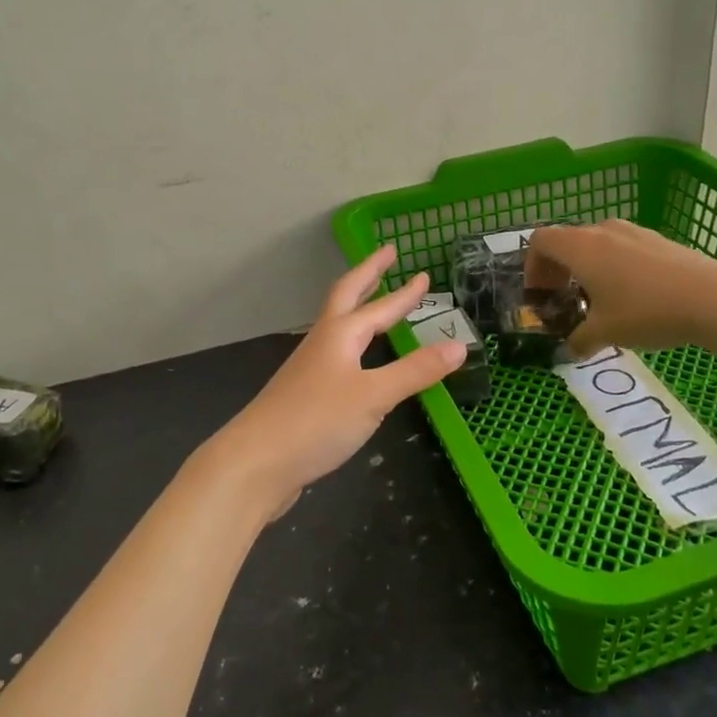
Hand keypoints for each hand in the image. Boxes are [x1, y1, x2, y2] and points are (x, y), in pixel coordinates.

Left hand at [195, 244, 466, 518]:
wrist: (256, 462)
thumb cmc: (317, 421)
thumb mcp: (374, 395)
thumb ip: (415, 371)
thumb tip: (460, 345)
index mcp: (340, 335)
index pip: (378, 306)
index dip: (403, 293)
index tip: (423, 274)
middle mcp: (322, 343)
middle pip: (346, 296)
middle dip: (368, 274)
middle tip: (387, 254)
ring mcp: (309, 368)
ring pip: (338, 326)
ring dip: (358, 307)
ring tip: (376, 302)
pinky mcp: (304, 395)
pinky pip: (335, 356)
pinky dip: (353, 345)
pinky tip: (358, 361)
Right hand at [525, 219, 716, 358]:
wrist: (713, 298)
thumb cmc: (646, 311)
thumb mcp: (605, 333)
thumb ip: (579, 340)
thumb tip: (570, 349)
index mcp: (580, 247)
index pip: (540, 241)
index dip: (532, 267)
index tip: (541, 295)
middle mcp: (602, 231)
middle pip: (567, 240)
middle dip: (559, 269)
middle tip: (564, 299)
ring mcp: (634, 232)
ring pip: (596, 243)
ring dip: (587, 267)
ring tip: (598, 299)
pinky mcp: (659, 240)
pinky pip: (623, 248)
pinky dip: (614, 266)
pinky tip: (633, 296)